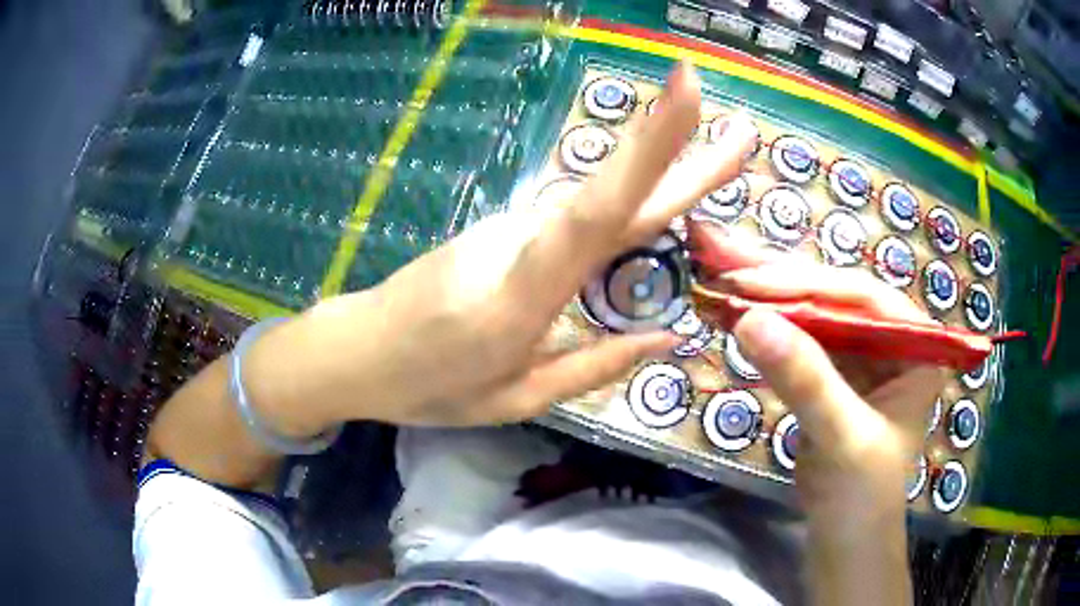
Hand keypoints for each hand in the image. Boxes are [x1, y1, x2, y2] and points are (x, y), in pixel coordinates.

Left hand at [253, 62, 759, 430]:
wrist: (358, 350)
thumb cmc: (430, 386)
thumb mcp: (516, 399)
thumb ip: (593, 366)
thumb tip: (666, 337)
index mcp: (525, 294)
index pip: (601, 209)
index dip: (651, 146)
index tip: (689, 90)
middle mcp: (522, 242)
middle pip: (613, 191)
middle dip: (678, 149)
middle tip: (739, 131)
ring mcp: (508, 227)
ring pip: (597, 206)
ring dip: (658, 183)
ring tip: (715, 164)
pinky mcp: (501, 226)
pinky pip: (573, 221)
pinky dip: (618, 216)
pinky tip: (637, 226)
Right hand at [703, 247, 944, 604]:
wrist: (845, 539)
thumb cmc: (861, 495)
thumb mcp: (842, 436)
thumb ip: (805, 379)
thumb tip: (749, 320)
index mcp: (916, 344)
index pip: (862, 297)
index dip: (807, 285)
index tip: (749, 283)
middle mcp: (891, 338)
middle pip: (833, 296)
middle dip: (779, 280)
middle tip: (723, 257)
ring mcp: (861, 355)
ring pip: (812, 313)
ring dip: (766, 297)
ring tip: (720, 274)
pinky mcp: (834, 372)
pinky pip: (799, 340)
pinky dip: (767, 328)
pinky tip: (735, 312)